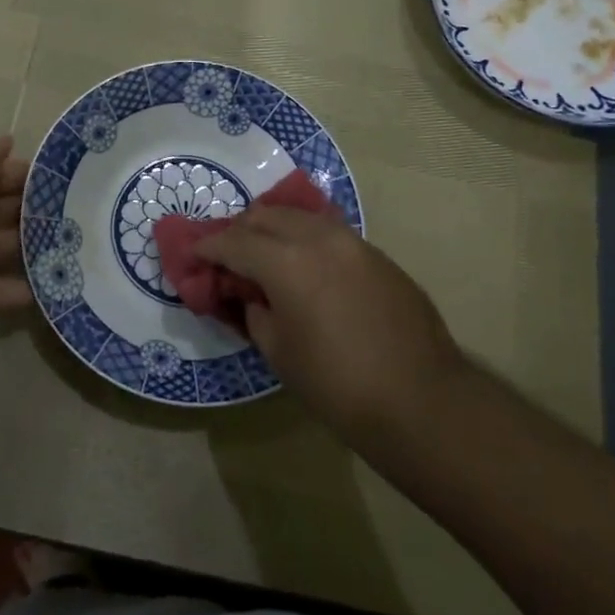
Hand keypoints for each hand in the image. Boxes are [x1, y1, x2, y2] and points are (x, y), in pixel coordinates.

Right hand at [195, 208, 467, 439]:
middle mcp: (319, 238)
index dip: (208, 247)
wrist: (420, 399)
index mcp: (286, 261)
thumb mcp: (278, 352)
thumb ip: (254, 311)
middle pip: (267, 216)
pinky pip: (331, 234)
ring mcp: (354, 242)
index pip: (234, 242)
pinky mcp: (378, 256)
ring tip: (266, 256)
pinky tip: (307, 268)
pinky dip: (307, 240)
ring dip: (275, 229)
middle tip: (229, 257)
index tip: (194, 255)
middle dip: (241, 231)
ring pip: (302, 218)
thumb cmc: (337, 383)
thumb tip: (250, 294)